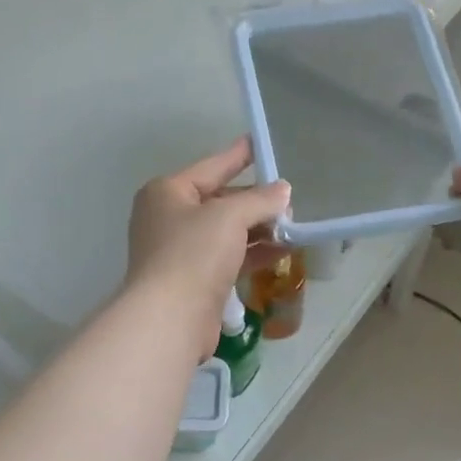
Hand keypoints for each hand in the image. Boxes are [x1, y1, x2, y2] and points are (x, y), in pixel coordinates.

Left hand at [126, 139, 289, 353]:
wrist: (171, 317)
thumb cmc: (193, 254)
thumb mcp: (229, 217)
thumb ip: (259, 200)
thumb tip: (283, 192)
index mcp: (167, 192)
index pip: (211, 167)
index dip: (238, 156)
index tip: (259, 143)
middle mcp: (170, 218)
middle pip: (220, 201)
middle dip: (255, 201)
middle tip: (289, 200)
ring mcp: (182, 252)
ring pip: (227, 233)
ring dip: (259, 230)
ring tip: (293, 226)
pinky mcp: (196, 281)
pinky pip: (229, 258)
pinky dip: (254, 253)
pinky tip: (281, 251)